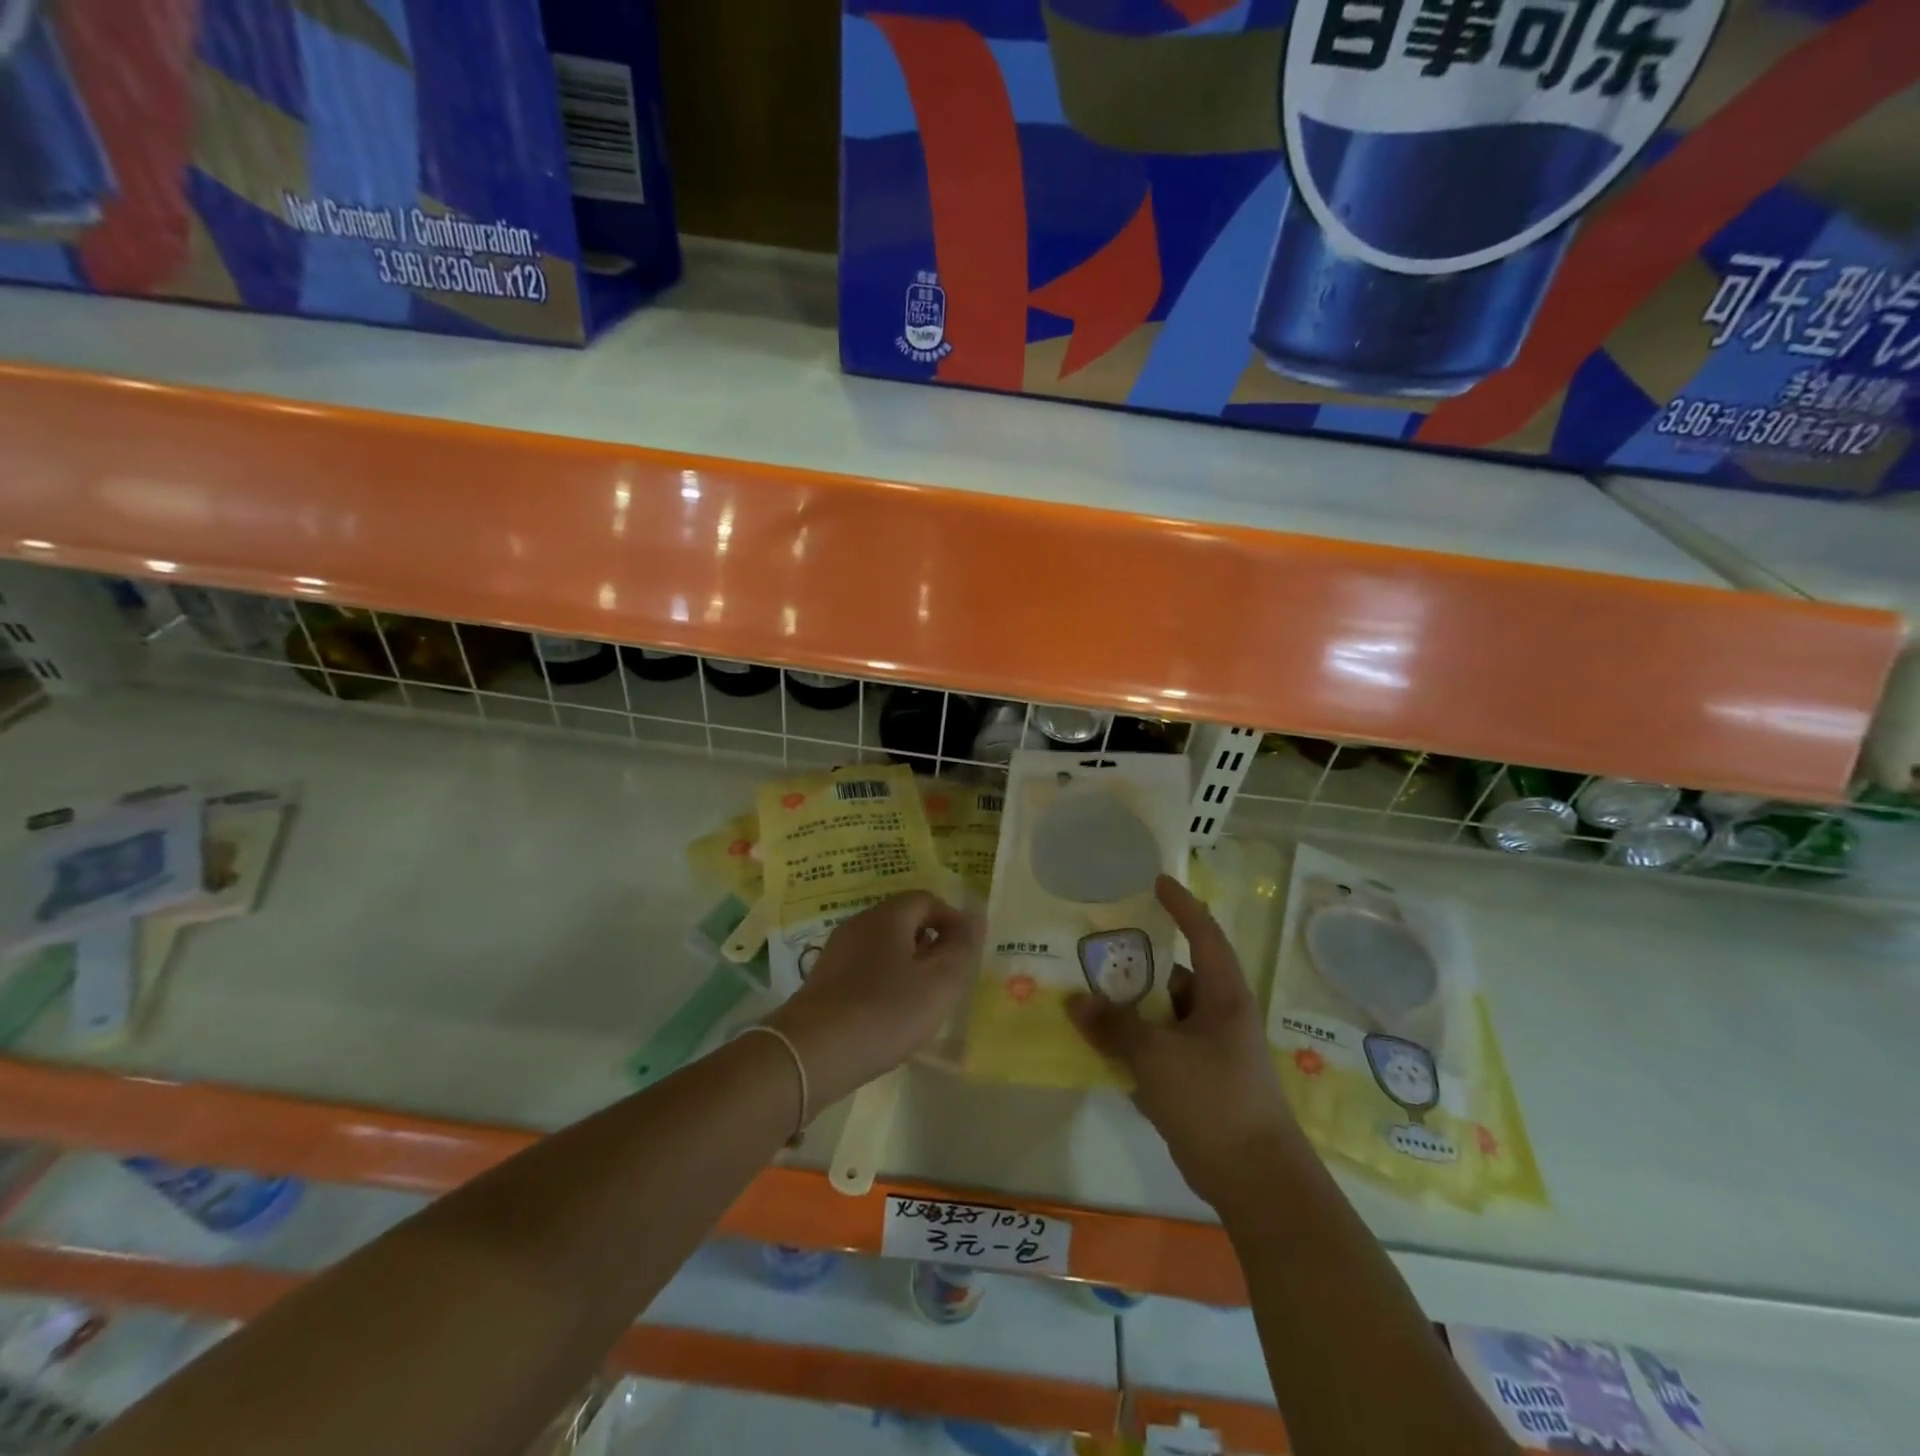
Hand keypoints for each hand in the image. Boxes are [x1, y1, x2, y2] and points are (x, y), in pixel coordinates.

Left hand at [767, 891, 981, 1105]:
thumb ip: (961, 948)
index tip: (967, 952)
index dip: (953, 920)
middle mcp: (859, 923)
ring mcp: (836, 951)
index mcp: (888, 915)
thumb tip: (973, 918)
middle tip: (948, 978)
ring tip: (921, 999)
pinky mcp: (822, 980)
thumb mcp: (939, 982)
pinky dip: (883, 982)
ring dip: (907, 964)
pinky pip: (863, 968)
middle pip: (903, 920)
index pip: (927, 900)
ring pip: (882, 946)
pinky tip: (888, 1014)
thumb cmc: (885, 1011)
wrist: (812, 1053)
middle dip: (930, 943)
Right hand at [1068, 876, 1301, 1210]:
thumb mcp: (1156, 1056)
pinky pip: (1162, 1047)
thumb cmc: (1213, 1100)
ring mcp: (1211, 1051)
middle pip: (1177, 975)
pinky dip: (1137, 1041)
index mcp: (1223, 996)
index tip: (1157, 881)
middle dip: (1140, 963)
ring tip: (1091, 995)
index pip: (1204, 934)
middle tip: (1101, 948)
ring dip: (1133, 1007)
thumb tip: (1075, 1002)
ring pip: (1166, 1014)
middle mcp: (1220, 1016)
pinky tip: (1104, 1045)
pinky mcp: (1200, 1082)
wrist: (1255, 1180)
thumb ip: (1114, 1026)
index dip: (1182, 905)